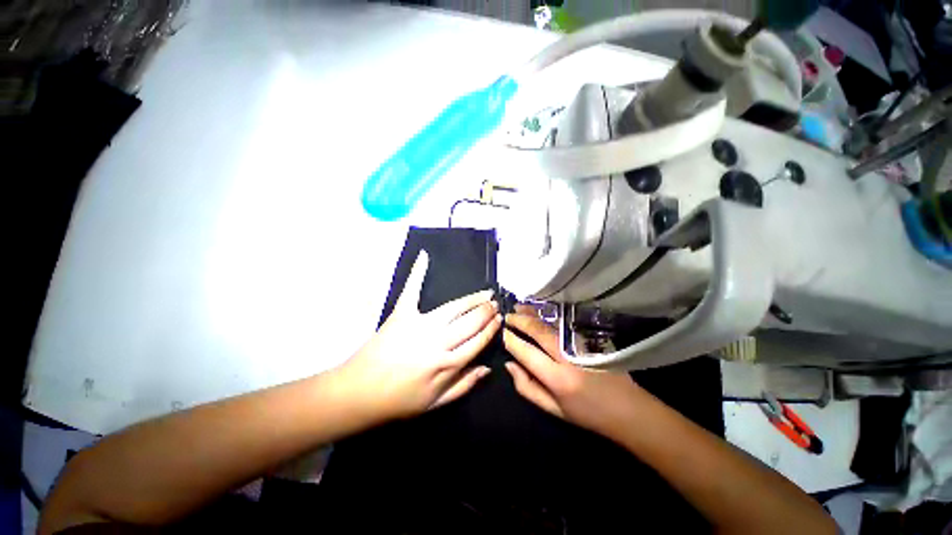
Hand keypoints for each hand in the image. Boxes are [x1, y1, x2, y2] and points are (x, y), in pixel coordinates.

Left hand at [338, 251, 501, 420]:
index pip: (478, 341)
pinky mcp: (401, 314)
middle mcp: (439, 341)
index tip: (500, 319)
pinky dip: (417, 272)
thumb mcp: (435, 403)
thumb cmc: (398, 401)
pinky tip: (424, 256)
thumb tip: (487, 368)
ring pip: (454, 307)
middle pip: (471, 321)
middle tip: (495, 303)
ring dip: (472, 299)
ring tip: (484, 292)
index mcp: (448, 364)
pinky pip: (412, 289)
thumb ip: (464, 385)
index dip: (491, 329)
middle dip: (486, 311)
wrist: (359, 393)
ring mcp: (420, 324)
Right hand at [503, 306, 644, 438]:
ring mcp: (580, 345)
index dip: (511, 341)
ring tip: (518, 306)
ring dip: (532, 313)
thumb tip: (509, 365)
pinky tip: (538, 311)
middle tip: (507, 316)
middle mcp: (567, 357)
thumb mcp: (553, 409)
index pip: (526, 352)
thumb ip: (527, 387)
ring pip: (550, 323)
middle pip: (538, 331)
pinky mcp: (589, 339)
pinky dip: (547, 315)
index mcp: (557, 378)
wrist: (628, 409)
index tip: (502, 333)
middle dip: (520, 320)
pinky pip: (562, 324)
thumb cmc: (587, 414)